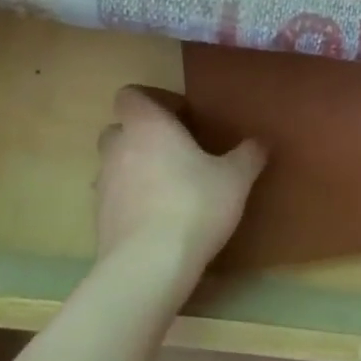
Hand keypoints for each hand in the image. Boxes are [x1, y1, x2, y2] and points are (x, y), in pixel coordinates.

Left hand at [95, 86, 265, 273]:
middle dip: (142, 135)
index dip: (152, 101)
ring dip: (135, 168)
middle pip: (120, 128)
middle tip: (175, 152)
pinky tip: (157, 218)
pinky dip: (130, 200)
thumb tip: (261, 141)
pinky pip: (114, 197)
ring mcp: (103, 183)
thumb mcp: (235, 179)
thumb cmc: (194, 206)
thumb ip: (248, 155)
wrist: (148, 265)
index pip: (130, 95)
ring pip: (115, 164)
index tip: (180, 117)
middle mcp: (118, 147)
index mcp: (147, 126)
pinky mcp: (99, 217)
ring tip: (168, 187)